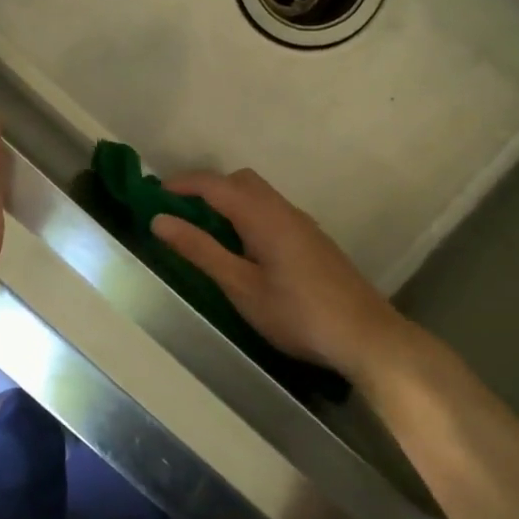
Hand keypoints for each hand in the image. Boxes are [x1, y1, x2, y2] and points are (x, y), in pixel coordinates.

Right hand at [152, 169, 422, 388]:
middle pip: (241, 182)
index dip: (182, 184)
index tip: (153, 195)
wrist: (365, 336)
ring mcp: (303, 225)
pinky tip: (245, 250)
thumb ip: (200, 250)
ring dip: (229, 202)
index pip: (215, 185)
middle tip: (181, 214)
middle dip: (208, 189)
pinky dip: (248, 216)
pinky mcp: (313, 242)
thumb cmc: (297, 313)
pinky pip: (272, 213)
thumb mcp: (240, 286)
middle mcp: (284, 210)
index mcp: (263, 216)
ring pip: (260, 197)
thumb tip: (160, 220)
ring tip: (207, 233)